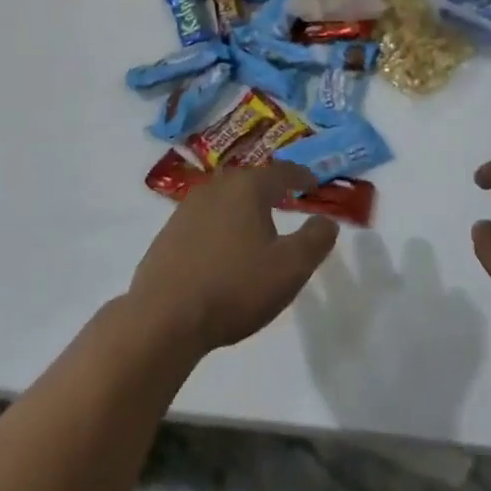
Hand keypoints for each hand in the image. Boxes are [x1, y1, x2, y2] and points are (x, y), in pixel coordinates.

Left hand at [127, 163, 339, 357]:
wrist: (163, 318)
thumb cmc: (234, 288)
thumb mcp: (289, 269)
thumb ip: (315, 240)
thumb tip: (326, 220)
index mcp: (247, 188)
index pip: (282, 172)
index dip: (301, 177)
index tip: (313, 184)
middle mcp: (216, 187)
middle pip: (250, 181)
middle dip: (270, 189)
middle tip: (286, 201)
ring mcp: (187, 208)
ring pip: (225, 199)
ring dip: (243, 208)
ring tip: (256, 226)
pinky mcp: (168, 233)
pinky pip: (204, 220)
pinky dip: (220, 226)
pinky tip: (222, 249)